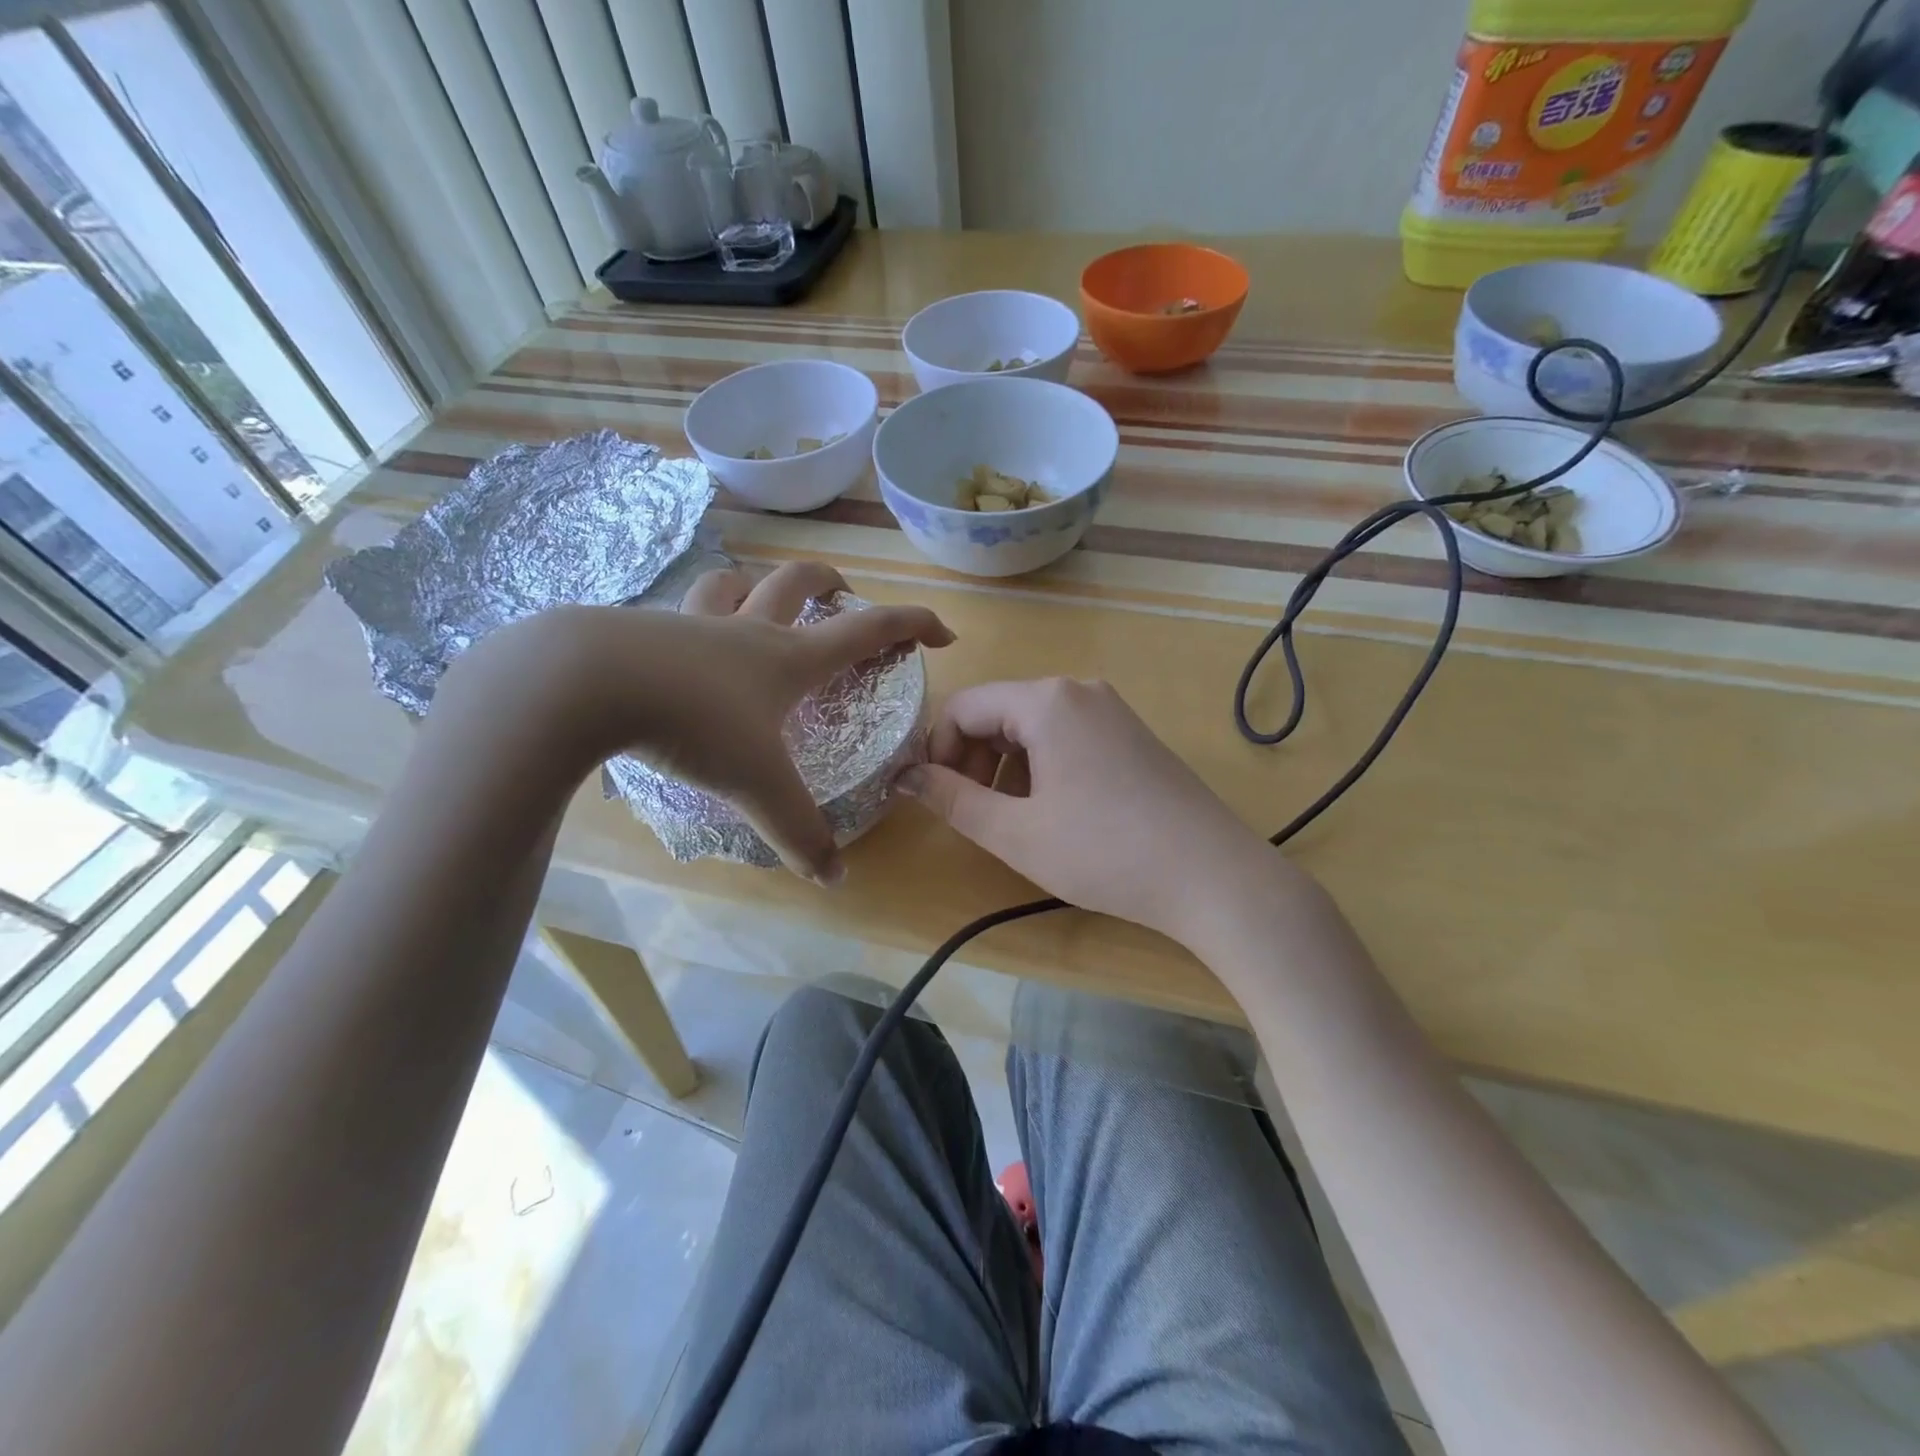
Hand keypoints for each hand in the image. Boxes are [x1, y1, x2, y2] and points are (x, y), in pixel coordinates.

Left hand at [443, 562, 950, 883]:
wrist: (584, 682)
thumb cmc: (692, 721)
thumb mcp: (756, 784)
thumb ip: (798, 831)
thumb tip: (835, 878)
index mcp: (787, 657)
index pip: (866, 630)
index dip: (911, 625)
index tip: (942, 631)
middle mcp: (745, 630)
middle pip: (799, 583)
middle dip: (831, 584)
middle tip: (844, 597)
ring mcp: (690, 623)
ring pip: (731, 585)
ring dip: (754, 588)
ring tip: (758, 605)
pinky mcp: (641, 631)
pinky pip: (676, 615)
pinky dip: (691, 622)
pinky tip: (678, 650)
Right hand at [897, 677, 1282, 947]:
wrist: (1212, 876)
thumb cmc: (1103, 852)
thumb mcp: (1015, 832)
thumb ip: (952, 799)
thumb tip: (905, 776)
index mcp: (1046, 700)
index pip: (964, 707)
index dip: (938, 751)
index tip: (937, 799)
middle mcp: (1079, 691)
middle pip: (999, 713)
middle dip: (973, 760)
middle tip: (974, 814)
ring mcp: (1112, 711)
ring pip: (1033, 727)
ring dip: (1007, 768)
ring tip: (1016, 821)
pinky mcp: (1133, 735)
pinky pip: (1068, 738)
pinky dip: (1044, 768)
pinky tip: (1057, 813)